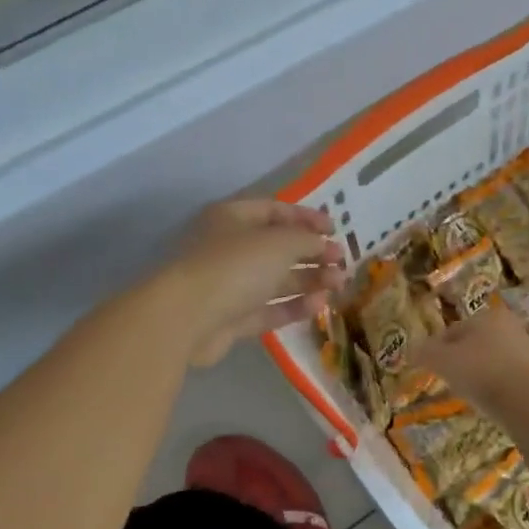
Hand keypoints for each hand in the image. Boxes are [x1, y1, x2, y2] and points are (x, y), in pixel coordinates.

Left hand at [161, 200, 345, 365]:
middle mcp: (229, 248)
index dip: (306, 218)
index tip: (335, 230)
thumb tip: (324, 245)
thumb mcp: (279, 243)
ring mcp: (229, 285)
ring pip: (276, 279)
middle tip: (341, 261)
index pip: (275, 210)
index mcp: (232, 218)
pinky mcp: (232, 318)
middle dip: (312, 253)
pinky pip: (269, 308)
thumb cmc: (234, 266)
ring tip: (339, 284)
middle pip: (277, 247)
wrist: (187, 318)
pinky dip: (294, 306)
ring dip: (309, 280)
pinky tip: (320, 304)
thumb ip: (307, 240)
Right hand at [411, 300, 528, 415]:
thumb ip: (424, 353)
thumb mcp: (443, 360)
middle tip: (446, 379)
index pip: (453, 330)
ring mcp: (524, 351)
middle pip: (473, 344)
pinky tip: (486, 400)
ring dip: (477, 373)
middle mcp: (508, 327)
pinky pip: (504, 377)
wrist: (525, 399)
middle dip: (459, 359)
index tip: (428, 366)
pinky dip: (492, 385)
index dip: (436, 348)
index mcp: (486, 316)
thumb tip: (411, 350)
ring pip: (490, 360)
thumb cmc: (480, 370)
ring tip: (465, 392)